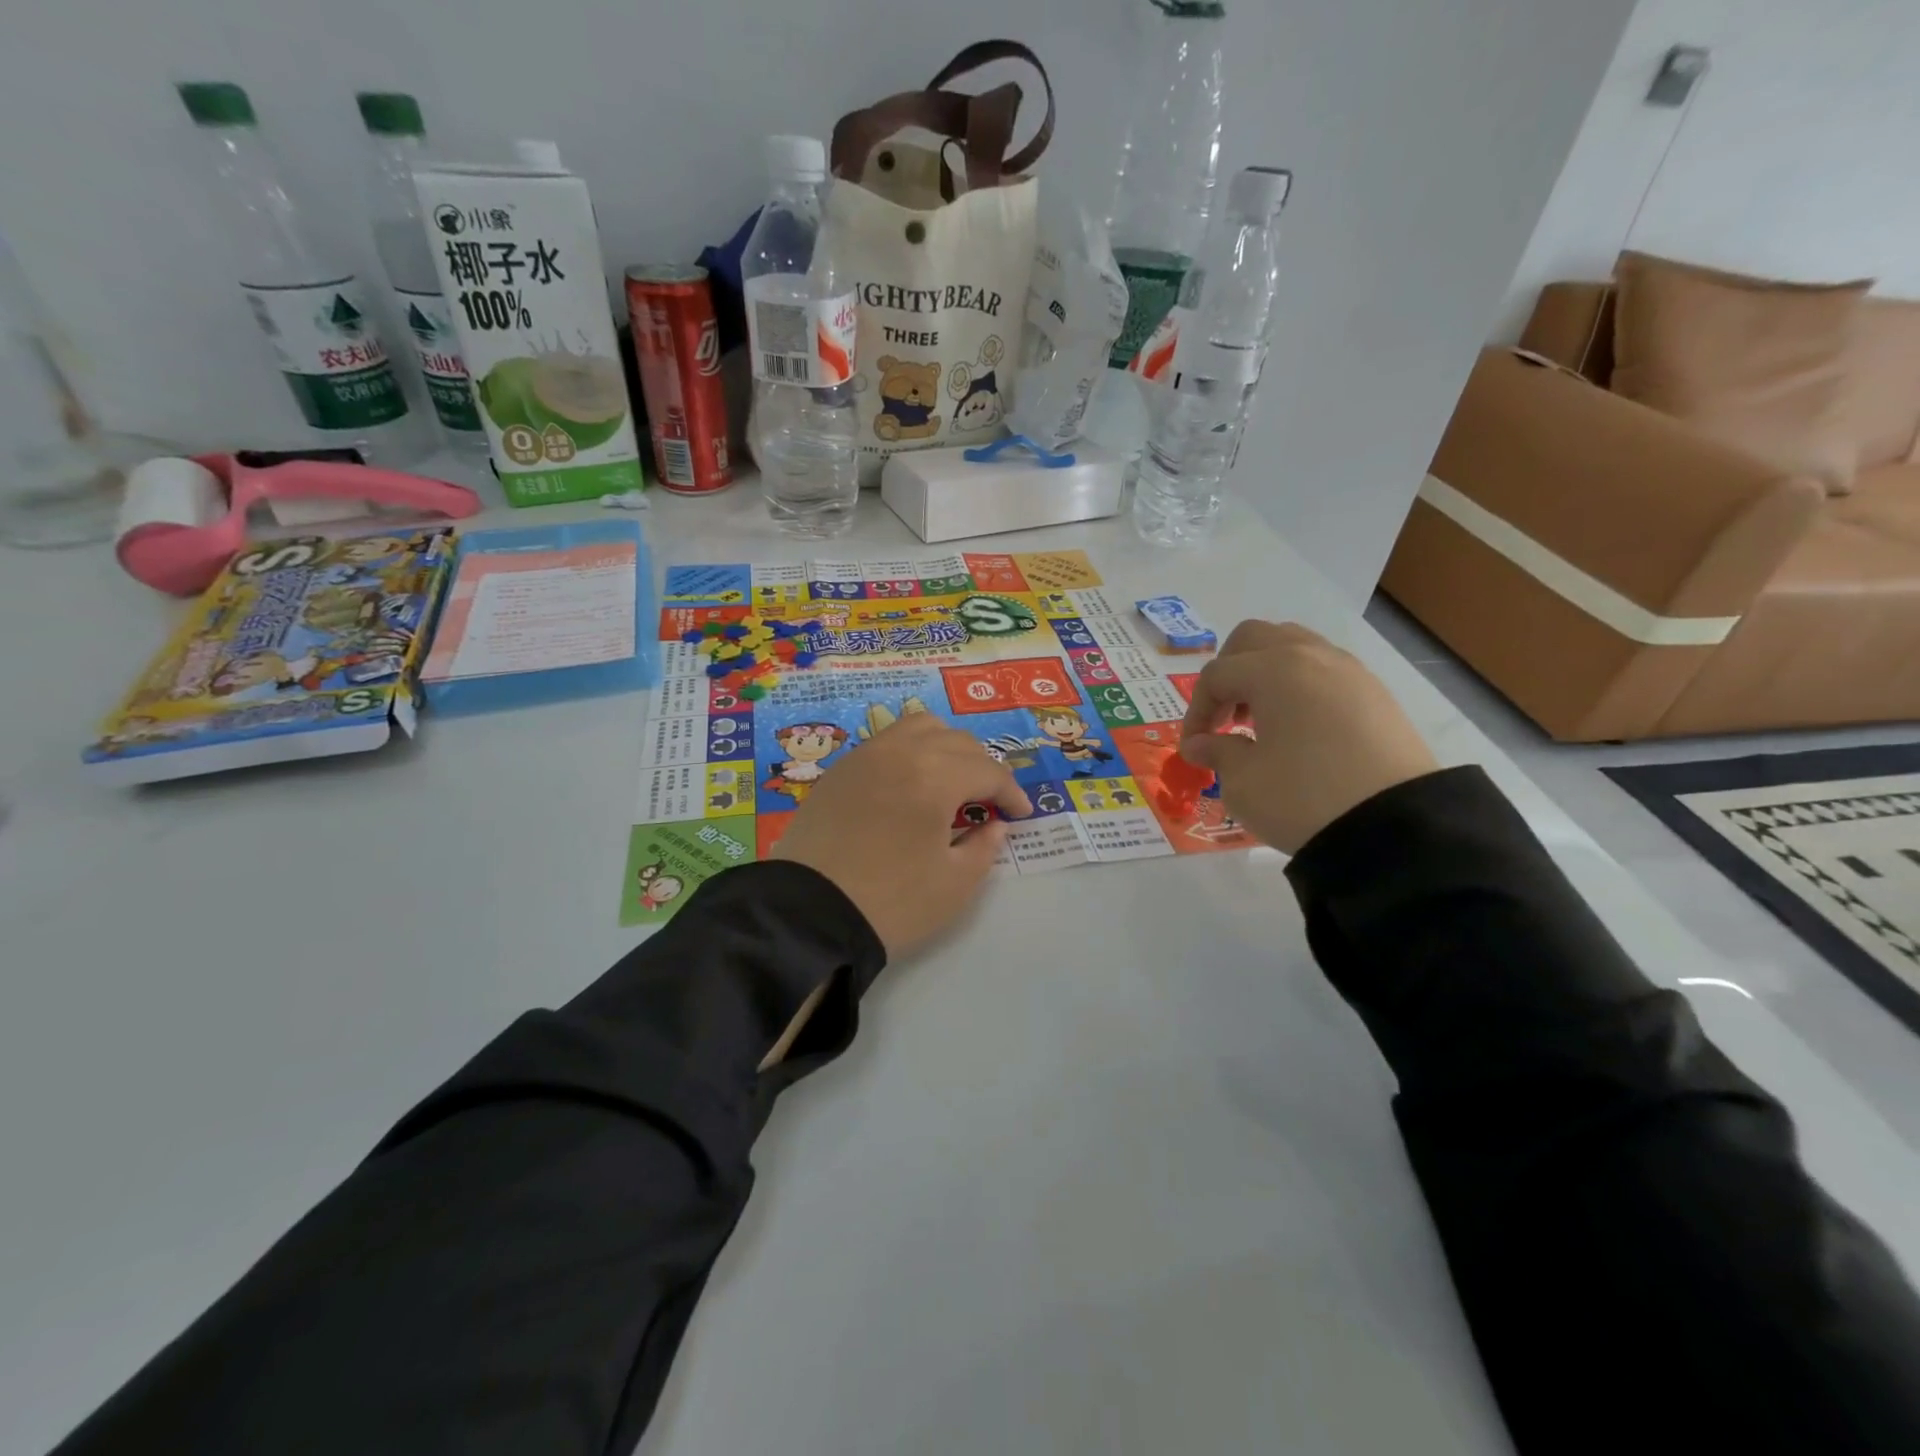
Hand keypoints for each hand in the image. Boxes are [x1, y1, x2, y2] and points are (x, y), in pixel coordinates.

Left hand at [773, 713, 1031, 956]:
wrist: (807, 916)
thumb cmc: (890, 903)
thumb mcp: (954, 885)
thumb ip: (984, 847)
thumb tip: (995, 825)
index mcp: (934, 776)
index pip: (987, 771)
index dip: (1011, 792)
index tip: (1021, 814)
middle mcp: (901, 752)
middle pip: (957, 742)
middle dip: (982, 768)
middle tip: (989, 801)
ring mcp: (865, 756)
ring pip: (919, 727)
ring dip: (946, 747)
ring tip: (951, 780)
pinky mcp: (840, 769)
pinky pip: (887, 741)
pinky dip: (911, 751)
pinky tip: (911, 783)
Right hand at [1178, 621, 1437, 853]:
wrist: (1396, 828)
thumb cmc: (1302, 798)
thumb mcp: (1243, 782)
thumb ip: (1217, 753)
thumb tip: (1200, 744)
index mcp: (1273, 670)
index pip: (1216, 675)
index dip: (1196, 710)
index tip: (1194, 747)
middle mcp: (1311, 657)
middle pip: (1254, 639)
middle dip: (1229, 672)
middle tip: (1224, 716)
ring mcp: (1350, 672)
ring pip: (1294, 646)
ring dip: (1265, 674)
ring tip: (1261, 719)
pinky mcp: (1376, 695)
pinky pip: (1325, 671)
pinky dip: (1300, 687)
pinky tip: (1298, 730)